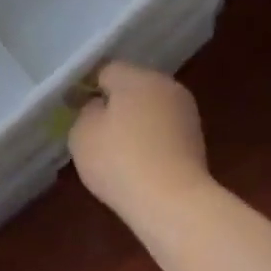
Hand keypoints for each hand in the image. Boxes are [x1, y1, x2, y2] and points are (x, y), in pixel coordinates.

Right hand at [68, 62, 213, 223]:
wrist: (171, 200)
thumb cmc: (119, 162)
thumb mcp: (82, 135)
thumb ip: (85, 113)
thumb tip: (98, 107)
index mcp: (137, 77)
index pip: (106, 70)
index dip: (87, 88)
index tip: (74, 110)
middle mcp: (167, 86)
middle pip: (133, 88)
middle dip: (115, 106)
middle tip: (95, 134)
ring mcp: (186, 113)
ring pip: (151, 111)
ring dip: (135, 125)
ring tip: (118, 154)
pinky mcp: (196, 141)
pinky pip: (164, 134)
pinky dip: (150, 144)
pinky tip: (139, 166)